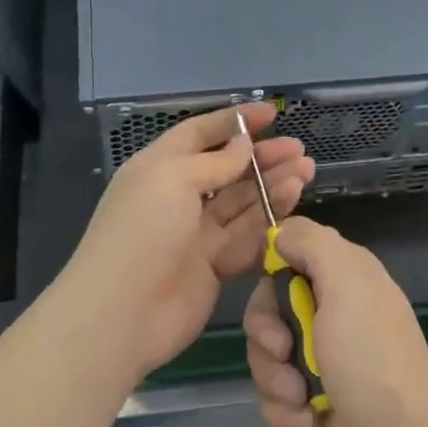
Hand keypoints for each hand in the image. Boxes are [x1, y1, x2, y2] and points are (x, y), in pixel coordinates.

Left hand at [59, 104, 312, 386]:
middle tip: (298, 149)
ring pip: (242, 201)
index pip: (199, 133)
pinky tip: (293, 200)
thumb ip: (215, 162)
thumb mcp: (174, 179)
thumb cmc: (142, 231)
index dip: (234, 121)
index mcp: (159, 167)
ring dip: (272, 184)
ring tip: (305, 170)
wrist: (122, 313)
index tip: (271, 114)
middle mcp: (178, 196)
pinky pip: (246, 235)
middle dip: (261, 156)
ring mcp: (196, 233)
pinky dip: (269, 218)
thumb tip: (243, 145)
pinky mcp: (213, 266)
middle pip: (227, 168)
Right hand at [243, 217, 427, 426]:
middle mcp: (333, 310)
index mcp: (344, 276)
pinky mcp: (313, 399)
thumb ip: (312, 242)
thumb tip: (280, 232)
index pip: (288, 254)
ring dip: (274, 375)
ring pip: (267, 352)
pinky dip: (284, 407)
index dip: (272, 275)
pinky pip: (273, 392)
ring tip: (301, 395)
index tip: (275, 294)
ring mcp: (323, 357)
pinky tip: (307, 418)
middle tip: (284, 351)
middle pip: (269, 306)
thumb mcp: (347, 281)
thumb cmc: (371, 357)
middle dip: (267, 333)